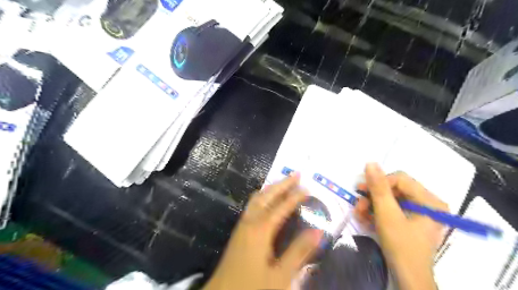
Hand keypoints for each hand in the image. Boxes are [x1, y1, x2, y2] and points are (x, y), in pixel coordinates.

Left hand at [204, 174, 321, 289]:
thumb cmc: (252, 286)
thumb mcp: (280, 275)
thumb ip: (299, 252)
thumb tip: (318, 231)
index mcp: (260, 230)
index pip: (281, 207)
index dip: (295, 196)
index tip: (307, 187)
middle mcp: (250, 222)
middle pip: (267, 196)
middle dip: (282, 184)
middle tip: (296, 173)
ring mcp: (242, 225)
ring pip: (257, 198)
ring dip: (271, 188)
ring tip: (283, 182)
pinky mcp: (239, 231)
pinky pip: (252, 205)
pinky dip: (263, 196)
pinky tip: (267, 200)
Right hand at [354, 164, 447, 289]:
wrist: (407, 278)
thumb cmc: (401, 246)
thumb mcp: (387, 214)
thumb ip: (378, 188)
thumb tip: (370, 163)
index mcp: (429, 200)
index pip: (400, 179)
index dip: (379, 183)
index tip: (361, 191)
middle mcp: (427, 203)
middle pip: (394, 189)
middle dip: (373, 197)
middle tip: (358, 204)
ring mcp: (419, 213)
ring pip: (390, 199)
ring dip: (372, 206)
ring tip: (359, 214)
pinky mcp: (410, 221)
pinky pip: (391, 210)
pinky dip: (377, 213)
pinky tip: (366, 219)